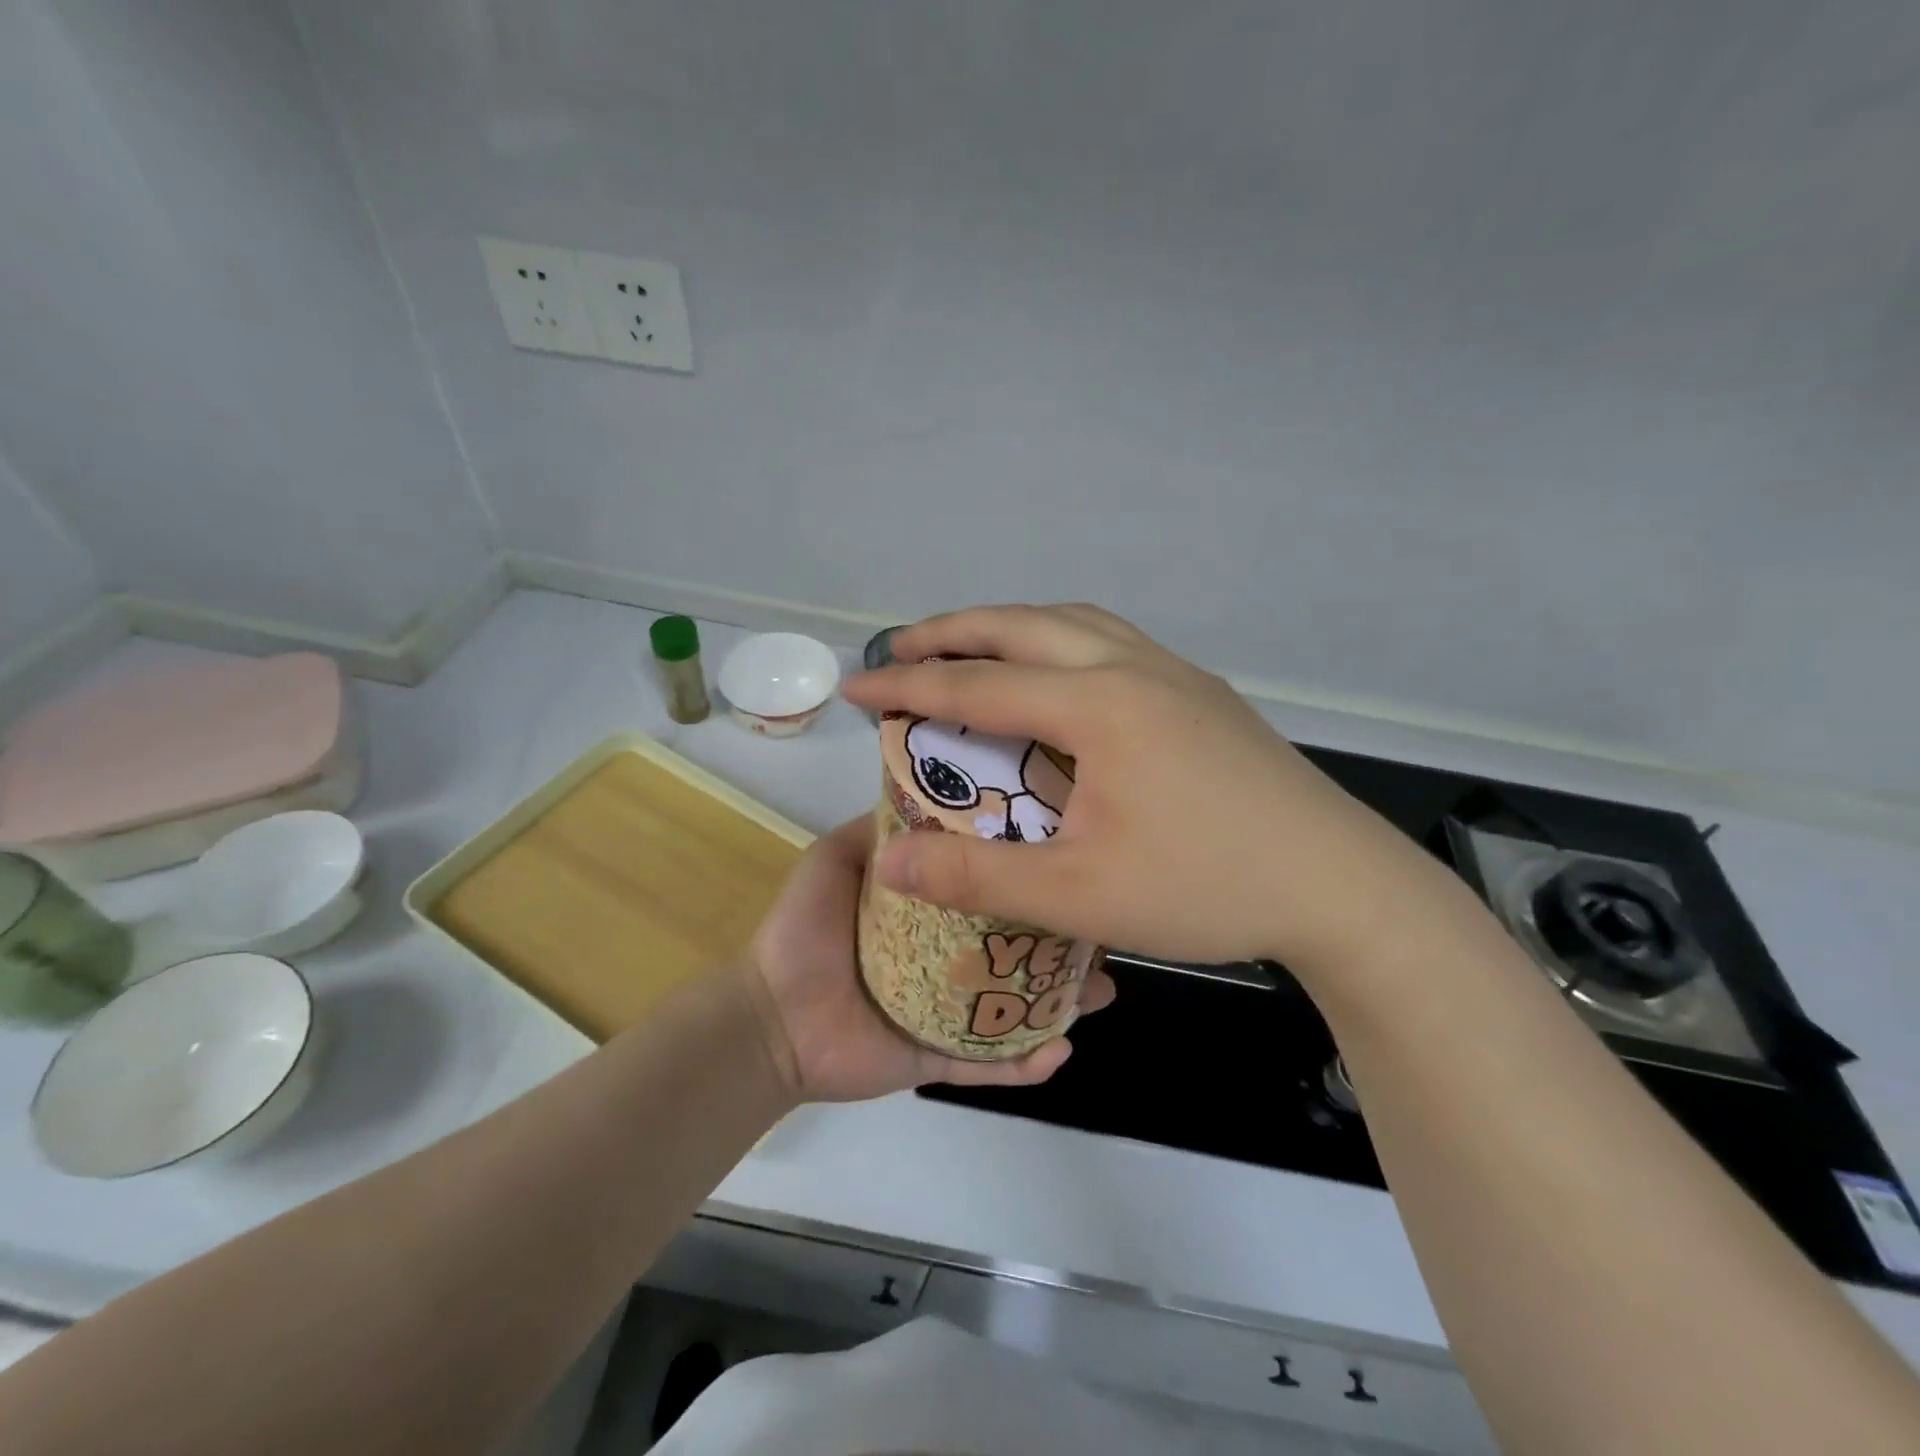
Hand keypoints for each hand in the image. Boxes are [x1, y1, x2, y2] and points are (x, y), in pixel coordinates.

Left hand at [744, 814, 1114, 1102]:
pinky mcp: (939, 1059)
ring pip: (1018, 1005)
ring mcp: (948, 1011)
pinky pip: (989, 1064)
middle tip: (1102, 930)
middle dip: (1063, 940)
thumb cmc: (803, 929)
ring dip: (1062, 1001)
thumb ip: (883, 829)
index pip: (990, 886)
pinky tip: (1059, 1049)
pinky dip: (1025, 1062)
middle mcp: (948, 956)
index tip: (1072, 851)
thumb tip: (936, 794)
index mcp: (930, 911)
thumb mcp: (838, 857)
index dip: (1029, 872)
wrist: (767, 1016)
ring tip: (1100, 990)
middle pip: (1017, 946)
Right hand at [842, 604, 1470, 976]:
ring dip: (1012, 625)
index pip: (978, 684)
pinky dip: (1062, 639)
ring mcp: (1176, 673)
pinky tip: (1061, 676)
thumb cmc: (1207, 887)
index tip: (855, 687)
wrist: (1340, 886)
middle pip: (1023, 625)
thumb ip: (978, 877)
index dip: (908, 686)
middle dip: (953, 630)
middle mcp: (1134, 667)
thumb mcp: (1080, 895)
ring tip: (973, 647)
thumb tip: (890, 861)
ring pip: (1075, 620)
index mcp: (1099, 705)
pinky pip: (1112, 639)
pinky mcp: (1203, 693)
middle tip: (901, 647)